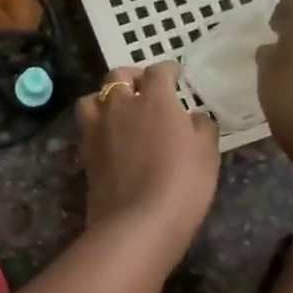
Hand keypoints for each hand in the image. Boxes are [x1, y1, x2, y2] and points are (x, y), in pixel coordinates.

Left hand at [77, 62, 219, 253]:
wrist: (138, 221)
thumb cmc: (182, 183)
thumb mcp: (207, 153)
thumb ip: (201, 127)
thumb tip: (193, 117)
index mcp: (154, 99)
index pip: (158, 71)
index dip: (168, 70)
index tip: (175, 76)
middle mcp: (120, 105)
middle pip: (117, 76)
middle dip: (131, 77)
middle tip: (143, 88)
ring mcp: (97, 128)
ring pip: (93, 98)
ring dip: (105, 98)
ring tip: (117, 109)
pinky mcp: (85, 151)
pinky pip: (86, 126)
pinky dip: (96, 124)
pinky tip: (108, 137)